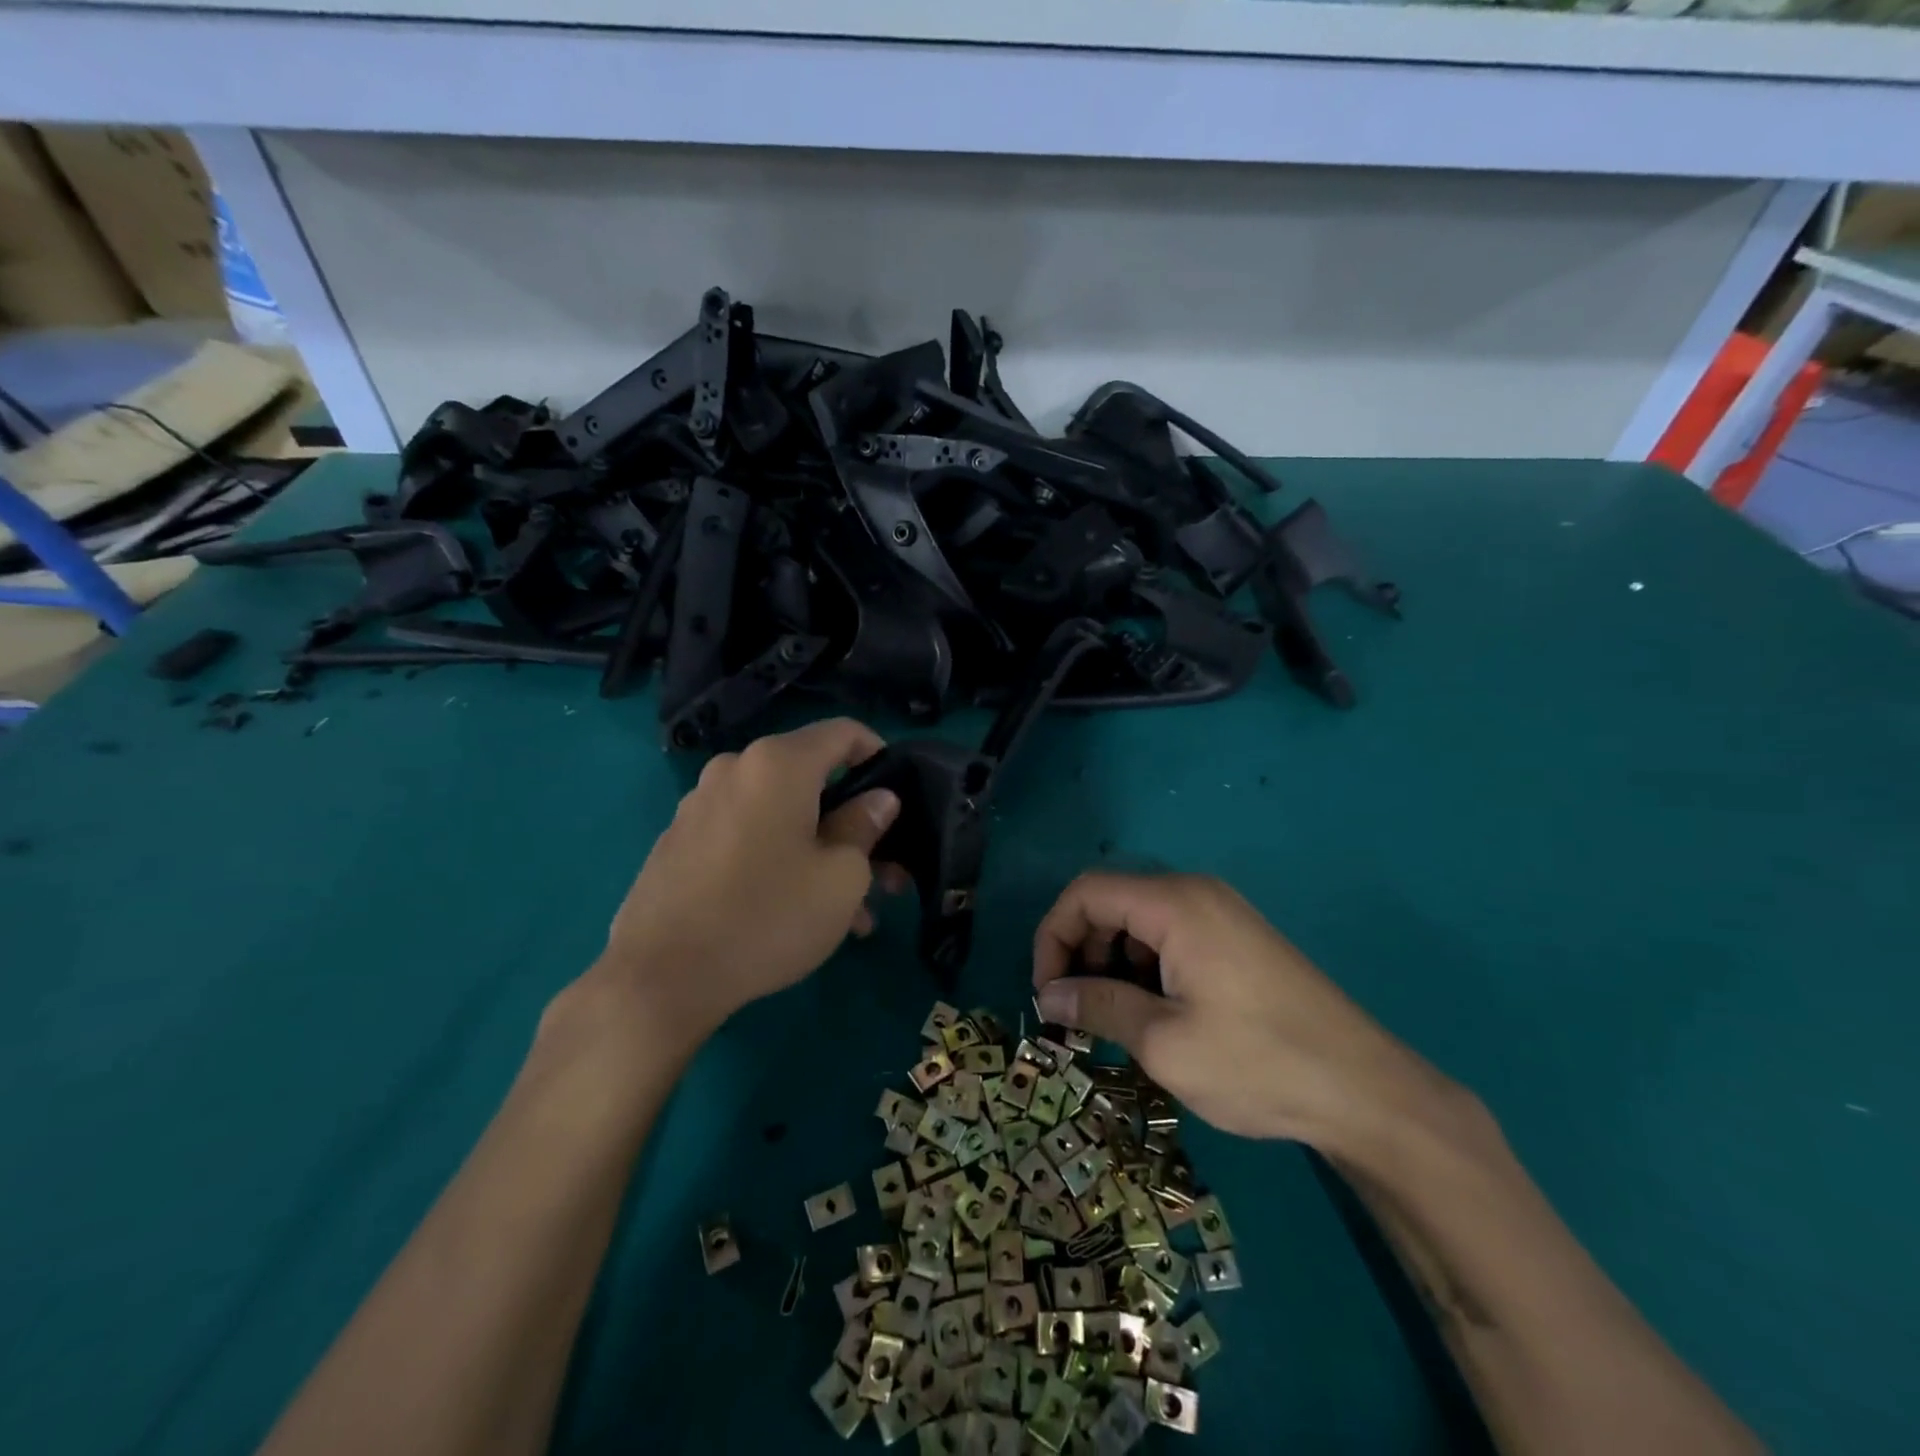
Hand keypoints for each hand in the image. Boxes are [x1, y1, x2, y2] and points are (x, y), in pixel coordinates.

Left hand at [591, 718, 899, 1040]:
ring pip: (779, 814)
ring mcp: (700, 805)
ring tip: (846, 912)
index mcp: (778, 764)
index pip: (843, 732)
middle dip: (852, 822)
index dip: (879, 753)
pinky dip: (778, 858)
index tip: (899, 795)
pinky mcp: (679, 841)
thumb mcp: (841, 878)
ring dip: (818, 850)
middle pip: (811, 779)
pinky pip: (745, 834)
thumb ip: (865, 827)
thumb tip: (877, 799)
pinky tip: (793, 911)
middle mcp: (734, 769)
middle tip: (882, 874)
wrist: (660, 978)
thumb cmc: (767, 916)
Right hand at [1032, 873, 1458, 1150]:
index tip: (1048, 995)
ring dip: (1111, 965)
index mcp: (1174, 903)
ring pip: (1139, 923)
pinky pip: (1170, 937)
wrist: (1365, 1091)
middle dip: (1081, 953)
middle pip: (1111, 903)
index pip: (1086, 893)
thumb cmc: (1257, 1062)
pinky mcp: (1235, 939)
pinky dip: (1145, 969)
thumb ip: (1097, 1007)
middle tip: (1077, 1014)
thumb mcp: (1163, 1041)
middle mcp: (1195, 893)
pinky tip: (1152, 1016)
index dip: (1053, 937)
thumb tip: (1047, 997)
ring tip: (1113, 1021)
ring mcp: (1220, 914)